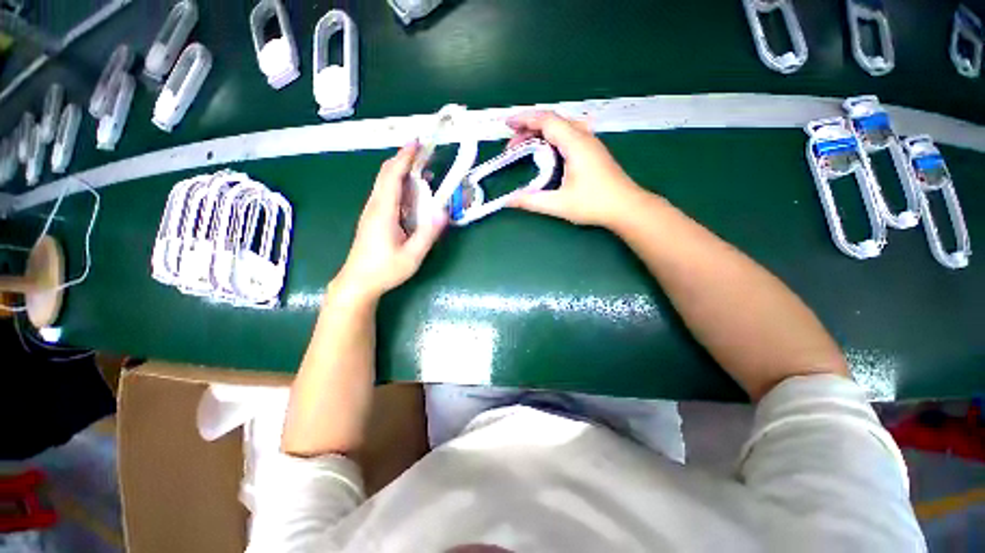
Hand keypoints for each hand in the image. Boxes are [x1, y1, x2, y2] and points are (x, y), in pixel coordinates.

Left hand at [333, 143, 446, 302]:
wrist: (357, 282)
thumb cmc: (385, 270)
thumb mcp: (412, 255)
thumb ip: (428, 233)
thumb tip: (444, 211)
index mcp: (384, 212)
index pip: (392, 176)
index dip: (404, 157)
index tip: (417, 142)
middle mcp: (375, 206)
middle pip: (386, 174)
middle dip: (403, 159)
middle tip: (423, 151)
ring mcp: (371, 212)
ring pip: (384, 183)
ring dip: (401, 171)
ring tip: (422, 169)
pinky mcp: (373, 218)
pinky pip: (385, 194)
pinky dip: (398, 185)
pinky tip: (411, 193)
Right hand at [507, 111, 643, 226]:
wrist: (627, 207)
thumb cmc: (595, 204)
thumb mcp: (559, 204)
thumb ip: (532, 201)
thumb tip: (508, 201)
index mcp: (575, 144)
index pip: (547, 120)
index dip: (524, 119)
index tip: (507, 124)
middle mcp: (583, 137)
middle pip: (553, 120)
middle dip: (529, 127)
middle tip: (512, 145)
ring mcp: (590, 142)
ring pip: (561, 126)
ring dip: (541, 132)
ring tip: (525, 145)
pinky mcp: (593, 150)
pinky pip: (568, 134)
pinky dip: (551, 137)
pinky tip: (546, 151)